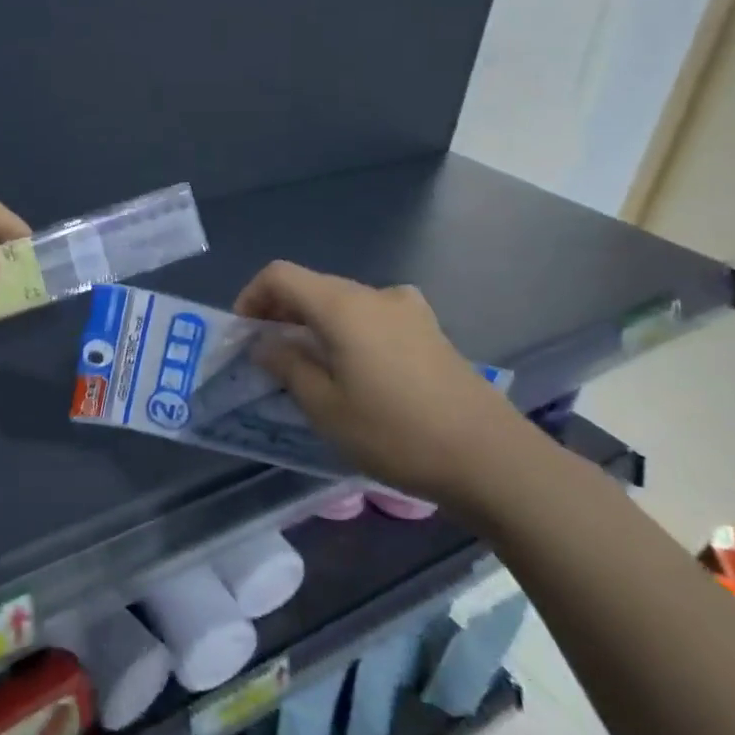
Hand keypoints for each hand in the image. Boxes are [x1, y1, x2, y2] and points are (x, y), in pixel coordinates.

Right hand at [234, 262, 531, 510]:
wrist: (490, 458)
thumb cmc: (395, 433)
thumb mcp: (325, 406)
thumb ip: (288, 366)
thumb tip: (266, 344)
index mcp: (343, 306)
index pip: (280, 276)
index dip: (252, 297)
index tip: (244, 335)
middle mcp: (375, 296)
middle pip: (312, 286)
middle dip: (280, 313)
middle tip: (267, 356)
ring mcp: (408, 311)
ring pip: (343, 303)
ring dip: (314, 325)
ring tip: (307, 368)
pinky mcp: (430, 332)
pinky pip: (372, 318)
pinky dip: (347, 333)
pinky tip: (353, 373)